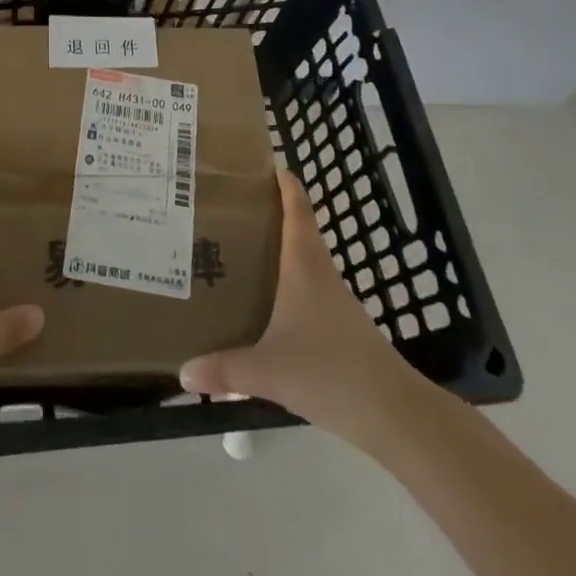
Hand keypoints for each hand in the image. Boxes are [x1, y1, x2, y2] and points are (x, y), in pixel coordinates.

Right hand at [179, 168, 432, 455]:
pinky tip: (263, 301)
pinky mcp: (339, 323)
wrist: (393, 413)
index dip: (280, 179)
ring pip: (299, 257)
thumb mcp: (268, 371)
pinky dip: (284, 280)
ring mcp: (332, 297)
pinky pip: (305, 286)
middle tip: (224, 206)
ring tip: (234, 248)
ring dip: (273, 247)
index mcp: (303, 261)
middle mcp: (318, 270)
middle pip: (294, 225)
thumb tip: (182, 373)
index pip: (295, 204)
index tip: (254, 162)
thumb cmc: (330, 371)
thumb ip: (224, 370)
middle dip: (263, 212)